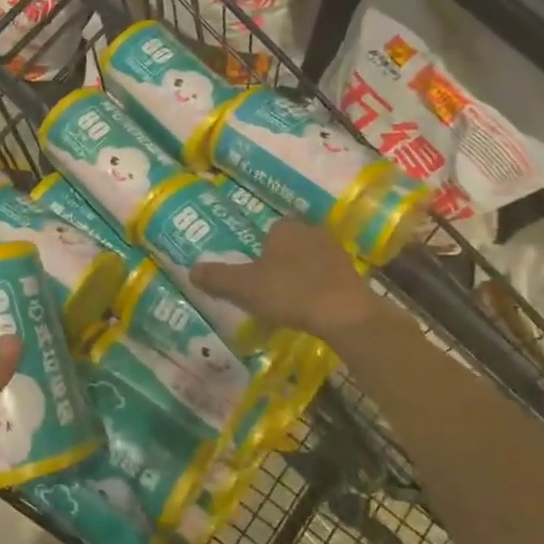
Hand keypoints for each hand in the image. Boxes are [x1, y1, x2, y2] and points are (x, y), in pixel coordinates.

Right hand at [191, 217, 379, 345]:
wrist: (345, 314)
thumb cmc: (290, 292)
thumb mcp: (243, 287)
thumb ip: (216, 278)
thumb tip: (191, 270)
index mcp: (285, 229)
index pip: (268, 230)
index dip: (258, 250)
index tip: (251, 272)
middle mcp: (312, 232)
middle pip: (289, 244)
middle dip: (279, 261)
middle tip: (266, 287)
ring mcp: (336, 253)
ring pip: (309, 260)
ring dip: (300, 275)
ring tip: (288, 301)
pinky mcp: (352, 275)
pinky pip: (327, 278)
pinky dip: (317, 289)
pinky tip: (311, 309)